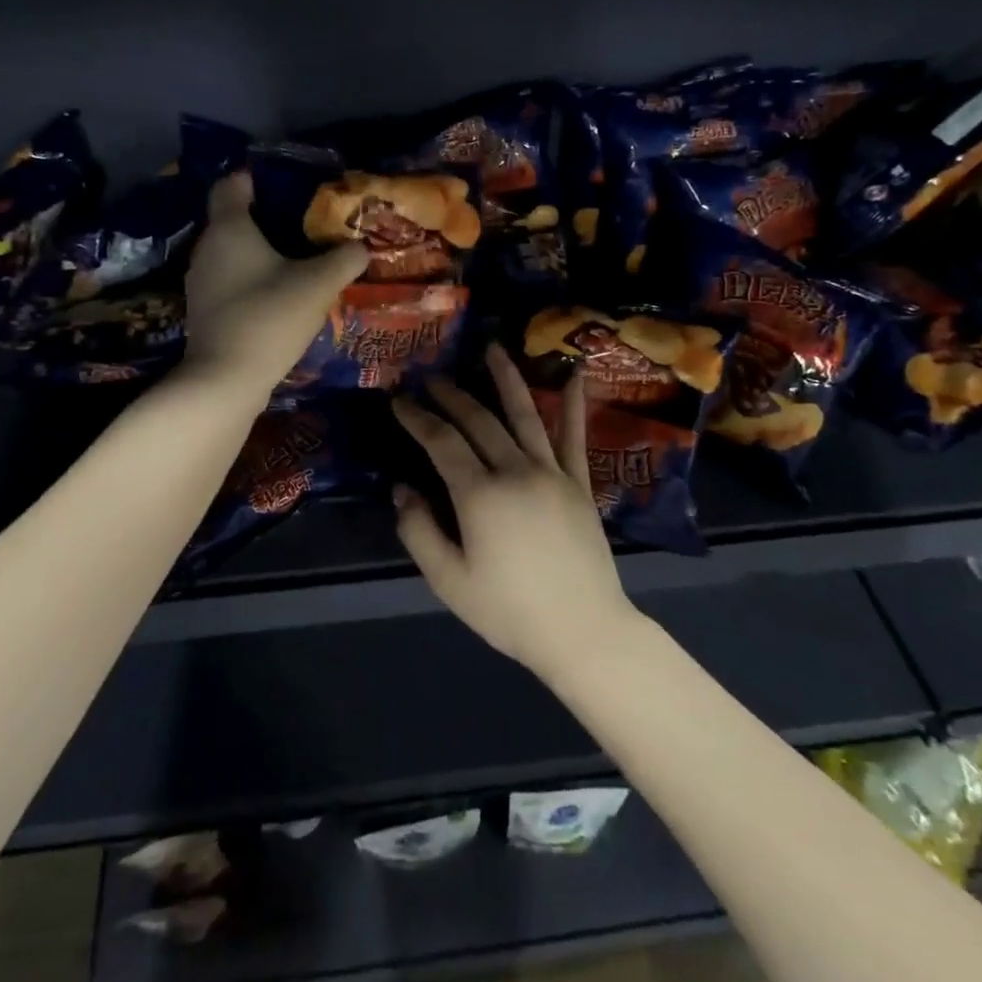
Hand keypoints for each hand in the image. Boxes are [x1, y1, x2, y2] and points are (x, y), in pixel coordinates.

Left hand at [182, 173, 367, 398]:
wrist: (227, 379)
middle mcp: (207, 248)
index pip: (232, 185)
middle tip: (303, 224)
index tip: (285, 183)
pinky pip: (230, 281)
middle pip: (233, 220)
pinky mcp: (204, 311)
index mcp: (230, 228)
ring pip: (232, 253)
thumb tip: (360, 247)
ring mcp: (201, 282)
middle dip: (266, 218)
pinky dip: (251, 280)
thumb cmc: (270, 316)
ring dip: (259, 253)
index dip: (255, 178)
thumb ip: (343, 260)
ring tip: (295, 261)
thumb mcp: (318, 284)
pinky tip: (277, 295)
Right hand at [392, 344, 639, 681]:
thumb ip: (419, 531)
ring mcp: (553, 473)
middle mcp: (516, 471)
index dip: (417, 418)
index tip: (398, 400)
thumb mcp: (449, 581)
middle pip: (478, 420)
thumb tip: (402, 489)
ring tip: (492, 349)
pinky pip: (574, 436)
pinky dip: (572, 404)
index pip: (441, 442)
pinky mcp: (580, 483)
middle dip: (451, 395)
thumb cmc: (510, 611)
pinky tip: (575, 374)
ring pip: (525, 414)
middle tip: (431, 378)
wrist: (583, 631)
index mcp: (480, 494)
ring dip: (506, 379)